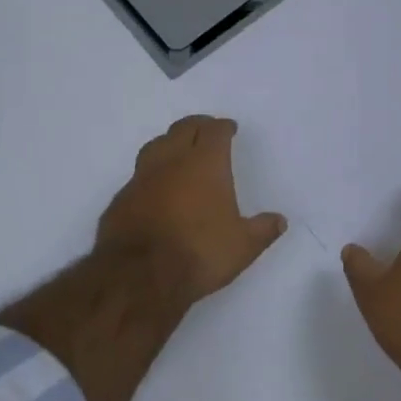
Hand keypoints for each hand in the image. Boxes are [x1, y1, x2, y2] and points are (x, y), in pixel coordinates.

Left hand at [96, 115, 287, 307]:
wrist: (139, 275)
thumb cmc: (199, 252)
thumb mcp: (243, 246)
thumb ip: (262, 230)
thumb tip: (279, 221)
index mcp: (205, 164)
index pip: (214, 132)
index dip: (223, 127)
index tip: (229, 128)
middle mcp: (171, 162)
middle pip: (182, 129)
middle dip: (197, 126)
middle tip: (206, 130)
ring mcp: (141, 178)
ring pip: (155, 146)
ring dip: (169, 143)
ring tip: (178, 150)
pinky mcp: (121, 198)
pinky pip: (139, 175)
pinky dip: (151, 174)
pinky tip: (155, 187)